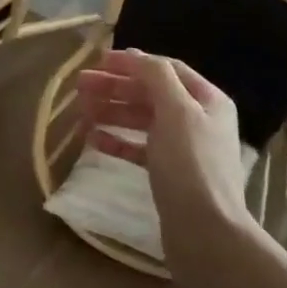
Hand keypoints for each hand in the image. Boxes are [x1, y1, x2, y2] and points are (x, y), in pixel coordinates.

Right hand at [76, 49, 250, 283]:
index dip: (132, 62)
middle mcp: (197, 120)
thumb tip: (135, 55)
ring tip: (81, 111)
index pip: (165, 69)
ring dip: (112, 112)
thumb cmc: (191, 166)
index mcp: (207, 100)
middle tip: (79, 86)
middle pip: (151, 94)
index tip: (97, 61)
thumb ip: (156, 77)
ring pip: (142, 121)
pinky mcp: (169, 174)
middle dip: (115, 88)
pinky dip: (117, 141)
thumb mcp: (176, 112)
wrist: (205, 232)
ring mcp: (183, 149)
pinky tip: (93, 140)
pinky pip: (139, 149)